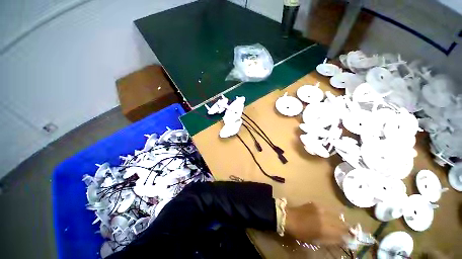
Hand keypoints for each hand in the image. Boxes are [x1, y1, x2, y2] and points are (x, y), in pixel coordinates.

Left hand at [285, 202, 348, 244]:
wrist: (288, 217)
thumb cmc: (300, 232)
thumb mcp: (316, 240)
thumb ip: (330, 240)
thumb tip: (341, 240)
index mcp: (324, 229)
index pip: (342, 233)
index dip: (348, 236)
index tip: (352, 238)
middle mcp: (324, 217)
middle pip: (340, 222)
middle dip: (346, 227)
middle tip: (349, 230)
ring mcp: (319, 208)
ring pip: (334, 215)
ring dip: (338, 220)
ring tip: (340, 224)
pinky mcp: (314, 203)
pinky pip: (326, 209)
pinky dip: (329, 214)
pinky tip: (327, 216)